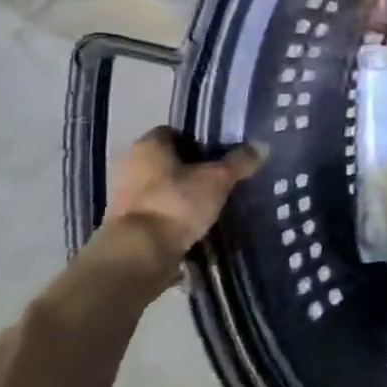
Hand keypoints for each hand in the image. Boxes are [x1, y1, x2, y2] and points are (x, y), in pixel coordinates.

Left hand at [98, 127, 263, 279]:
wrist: (139, 254)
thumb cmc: (176, 203)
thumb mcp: (218, 179)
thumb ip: (240, 161)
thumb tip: (262, 145)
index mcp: (148, 145)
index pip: (174, 132)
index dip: (199, 141)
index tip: (220, 155)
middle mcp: (131, 164)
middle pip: (168, 161)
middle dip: (192, 169)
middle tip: (222, 179)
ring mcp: (125, 196)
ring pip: (163, 187)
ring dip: (183, 194)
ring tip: (214, 203)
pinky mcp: (127, 224)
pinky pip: (159, 211)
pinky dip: (175, 216)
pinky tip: (198, 224)